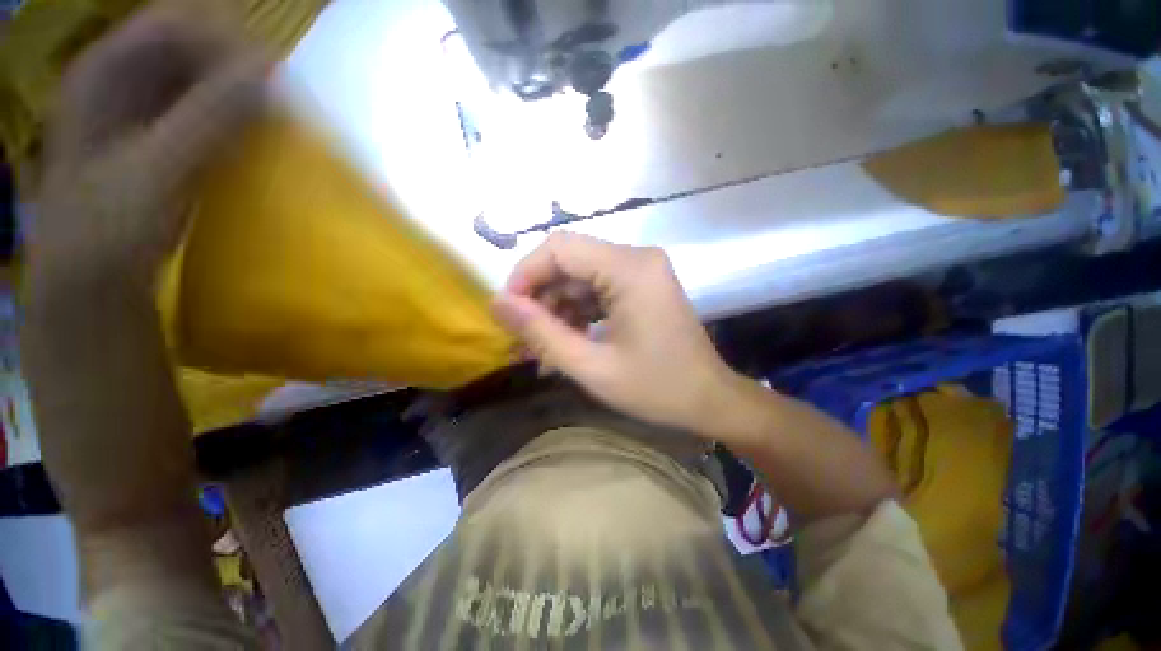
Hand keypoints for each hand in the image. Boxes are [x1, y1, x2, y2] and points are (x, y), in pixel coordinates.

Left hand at [29, 6, 266, 292]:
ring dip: (236, 94)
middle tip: (278, 101)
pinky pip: (199, 112)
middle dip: (234, 67)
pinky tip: (250, 139)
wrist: (90, 283)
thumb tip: (271, 71)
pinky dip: (229, 119)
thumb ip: (210, 116)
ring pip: (195, 79)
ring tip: (271, 121)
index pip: (175, 24)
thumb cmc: (108, 229)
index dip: (224, 40)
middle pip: (186, 47)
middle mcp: (118, 79)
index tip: (273, 77)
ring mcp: (135, 111)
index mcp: (104, 71)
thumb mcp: (157, 169)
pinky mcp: (155, 141)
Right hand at [493, 232, 741, 434]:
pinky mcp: (642, 286)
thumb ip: (541, 333)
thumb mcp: (591, 367)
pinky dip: (577, 312)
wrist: (709, 400)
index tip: (509, 312)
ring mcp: (641, 270)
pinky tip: (568, 342)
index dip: (526, 275)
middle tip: (525, 339)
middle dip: (541, 297)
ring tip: (544, 349)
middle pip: (569, 261)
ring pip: (580, 277)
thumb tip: (497, 303)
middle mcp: (636, 257)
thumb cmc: (656, 388)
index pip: (559, 248)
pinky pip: (597, 289)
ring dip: (557, 309)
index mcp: (629, 268)